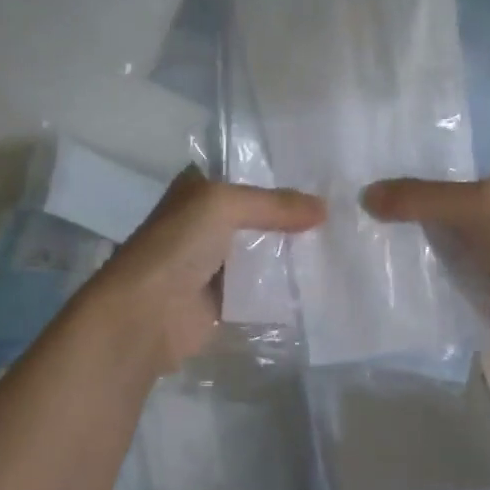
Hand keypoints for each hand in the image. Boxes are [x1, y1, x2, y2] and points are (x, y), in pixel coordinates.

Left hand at [85, 168, 324, 374]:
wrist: (148, 313)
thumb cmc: (177, 246)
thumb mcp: (222, 205)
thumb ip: (273, 204)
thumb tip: (324, 209)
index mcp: (197, 192)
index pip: (244, 176)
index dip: (278, 177)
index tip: (322, 180)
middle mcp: (205, 225)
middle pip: (258, 217)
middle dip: (293, 219)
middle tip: (341, 217)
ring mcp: (214, 264)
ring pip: (263, 253)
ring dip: (291, 254)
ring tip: (339, 247)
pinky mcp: (224, 301)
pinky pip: (261, 289)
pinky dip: (284, 288)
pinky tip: (319, 282)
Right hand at [361, 167, 489, 370]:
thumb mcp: (477, 206)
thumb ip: (421, 198)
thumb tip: (363, 196)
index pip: (442, 165)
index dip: (403, 165)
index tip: (356, 164)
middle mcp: (485, 212)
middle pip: (429, 204)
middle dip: (392, 205)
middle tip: (338, 200)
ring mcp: (475, 251)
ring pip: (425, 239)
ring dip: (394, 241)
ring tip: (341, 232)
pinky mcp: (466, 286)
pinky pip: (427, 273)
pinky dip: (403, 272)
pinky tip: (365, 269)